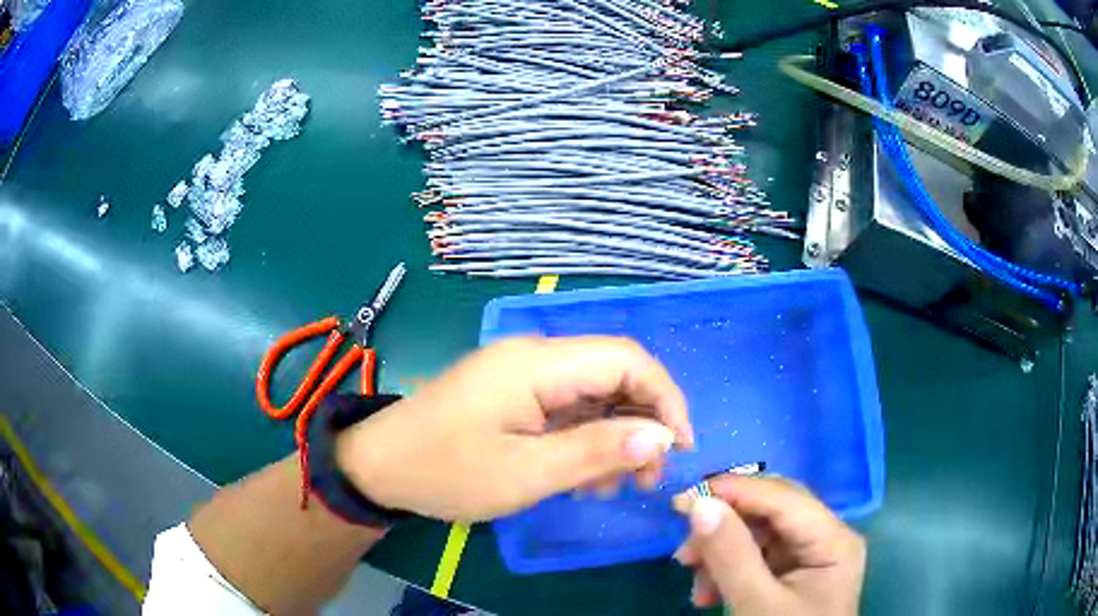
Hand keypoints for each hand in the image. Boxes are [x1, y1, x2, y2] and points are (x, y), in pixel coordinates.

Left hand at [335, 336, 693, 521]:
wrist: (379, 466)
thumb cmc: (447, 471)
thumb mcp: (526, 472)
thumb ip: (597, 451)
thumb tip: (662, 438)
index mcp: (538, 364)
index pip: (627, 360)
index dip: (665, 399)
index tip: (680, 448)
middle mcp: (535, 356)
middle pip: (614, 374)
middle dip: (641, 423)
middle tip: (647, 477)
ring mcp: (521, 374)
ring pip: (593, 394)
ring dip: (613, 436)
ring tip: (611, 485)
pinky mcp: (511, 394)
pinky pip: (565, 408)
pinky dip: (584, 439)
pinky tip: (581, 476)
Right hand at [673, 476, 864, 615]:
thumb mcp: (756, 604)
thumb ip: (732, 555)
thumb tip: (699, 503)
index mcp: (833, 540)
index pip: (783, 497)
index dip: (734, 492)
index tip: (683, 500)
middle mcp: (826, 538)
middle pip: (770, 513)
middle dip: (725, 529)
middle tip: (684, 551)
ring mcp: (809, 557)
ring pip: (758, 535)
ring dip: (721, 555)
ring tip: (696, 586)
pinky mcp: (792, 574)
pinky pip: (755, 558)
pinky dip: (728, 571)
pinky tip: (708, 595)